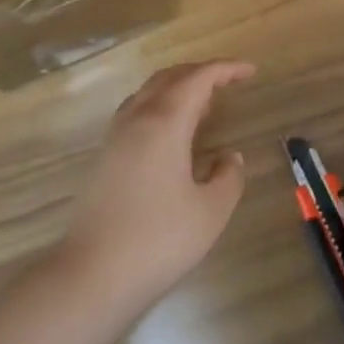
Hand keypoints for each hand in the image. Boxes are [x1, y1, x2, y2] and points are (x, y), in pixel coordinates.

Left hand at [59, 61, 254, 314]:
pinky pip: (136, 112)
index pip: (198, 78)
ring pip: (148, 92)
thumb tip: (228, 157)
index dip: (226, 69)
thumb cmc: (159, 240)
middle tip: (229, 82)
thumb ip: (228, 177)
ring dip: (178, 88)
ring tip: (204, 106)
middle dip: (201, 72)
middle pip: (169, 77)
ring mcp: (115, 136)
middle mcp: (136, 118)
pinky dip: (160, 106)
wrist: (93, 274)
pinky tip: (173, 134)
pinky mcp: (104, 156)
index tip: (250, 71)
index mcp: (164, 122)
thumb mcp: (210, 211)